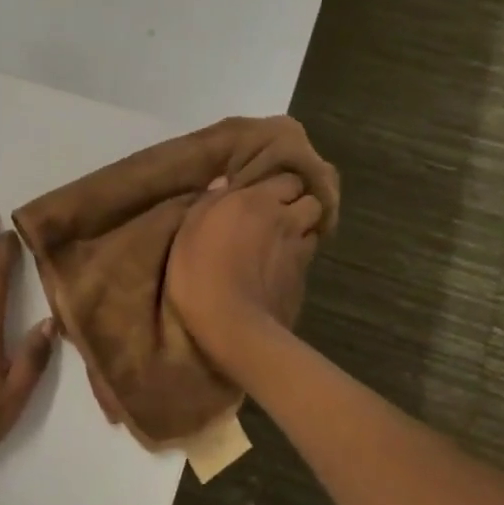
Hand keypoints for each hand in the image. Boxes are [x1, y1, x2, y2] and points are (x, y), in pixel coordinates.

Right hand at [167, 174, 325, 359]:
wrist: (232, 325)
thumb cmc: (200, 272)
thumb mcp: (189, 230)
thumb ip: (208, 201)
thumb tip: (224, 182)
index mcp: (258, 200)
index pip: (287, 179)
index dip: (277, 187)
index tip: (262, 196)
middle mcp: (286, 219)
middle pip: (310, 201)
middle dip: (299, 205)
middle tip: (278, 217)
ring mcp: (300, 250)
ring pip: (313, 229)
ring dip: (302, 231)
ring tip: (283, 243)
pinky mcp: (304, 280)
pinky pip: (307, 258)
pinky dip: (298, 259)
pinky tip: (280, 269)